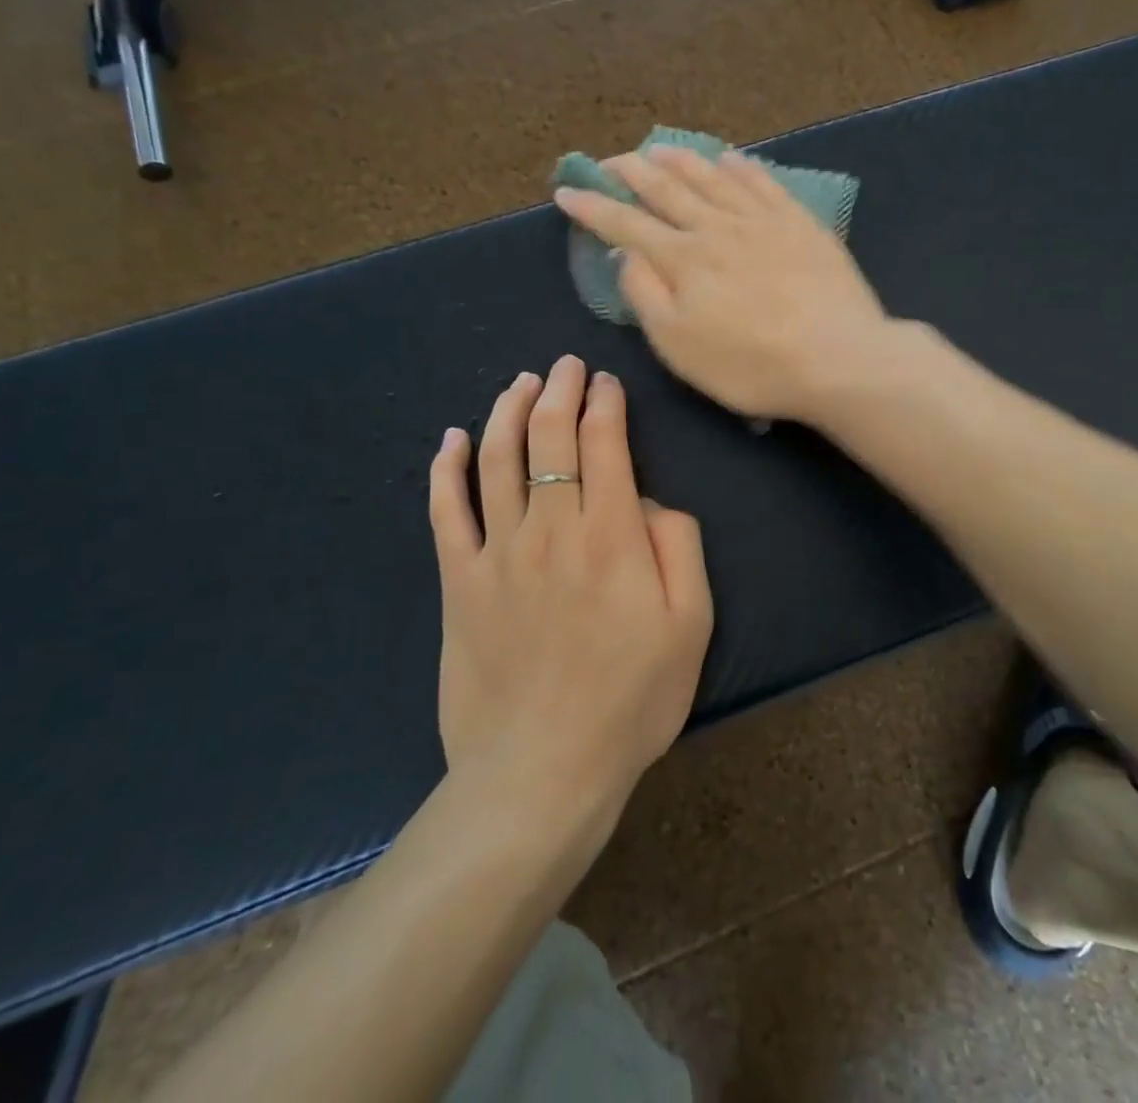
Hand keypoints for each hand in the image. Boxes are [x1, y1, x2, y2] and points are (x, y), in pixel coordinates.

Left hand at [429, 356, 712, 828]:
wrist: (542, 771)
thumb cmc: (631, 700)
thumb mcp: (691, 625)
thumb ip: (679, 546)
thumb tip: (650, 501)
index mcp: (611, 536)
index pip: (604, 444)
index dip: (604, 403)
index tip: (606, 382)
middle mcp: (550, 530)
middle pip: (548, 437)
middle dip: (558, 391)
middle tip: (565, 366)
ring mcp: (497, 553)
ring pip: (497, 459)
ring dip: (508, 411)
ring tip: (520, 383)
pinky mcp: (458, 583)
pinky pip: (446, 512)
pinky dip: (447, 469)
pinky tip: (452, 439)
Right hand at [552, 146, 891, 420]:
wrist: (837, 358)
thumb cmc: (750, 365)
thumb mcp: (679, 345)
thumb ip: (646, 295)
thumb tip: (628, 255)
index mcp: (682, 259)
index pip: (626, 223)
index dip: (592, 207)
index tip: (566, 190)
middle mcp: (717, 227)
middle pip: (667, 189)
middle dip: (632, 172)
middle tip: (610, 160)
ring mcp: (762, 220)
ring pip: (712, 177)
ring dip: (681, 160)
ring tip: (659, 148)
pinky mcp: (800, 222)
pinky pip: (763, 182)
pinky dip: (740, 166)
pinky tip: (730, 158)